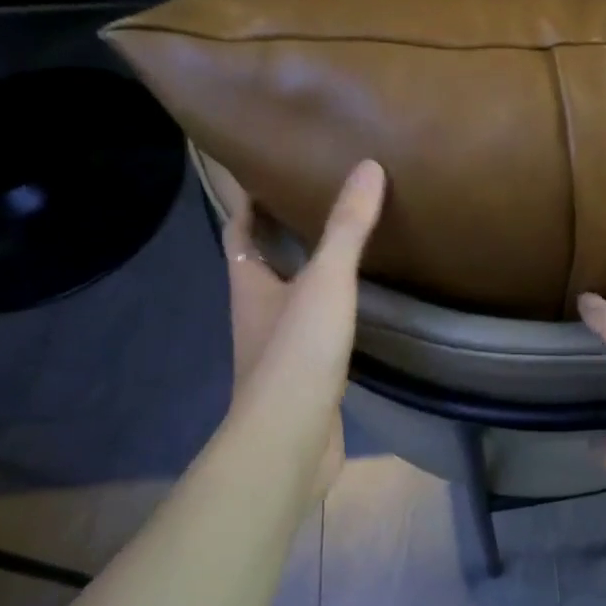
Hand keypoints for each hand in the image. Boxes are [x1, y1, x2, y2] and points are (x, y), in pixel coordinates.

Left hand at [223, 161, 385, 500]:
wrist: (290, 439)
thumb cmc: (297, 351)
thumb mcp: (326, 280)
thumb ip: (347, 227)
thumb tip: (367, 167)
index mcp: (249, 284)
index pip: (238, 230)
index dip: (246, 201)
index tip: (263, 170)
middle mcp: (256, 313)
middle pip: (261, 264)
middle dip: (280, 234)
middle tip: (317, 201)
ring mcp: (278, 349)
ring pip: (289, 299)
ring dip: (306, 274)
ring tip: (342, 247)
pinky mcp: (303, 378)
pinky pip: (313, 332)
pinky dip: (328, 312)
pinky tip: (357, 308)